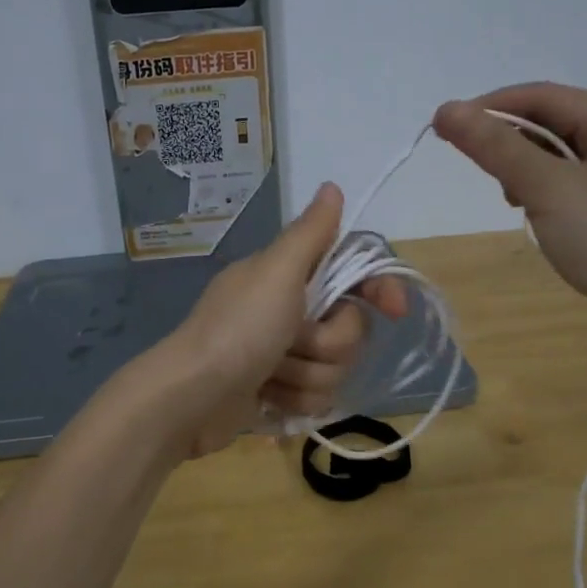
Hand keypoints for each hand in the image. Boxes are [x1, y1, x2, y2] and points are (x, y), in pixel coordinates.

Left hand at [149, 183, 405, 456]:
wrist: (191, 398)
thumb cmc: (238, 329)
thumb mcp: (276, 272)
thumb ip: (310, 233)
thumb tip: (332, 186)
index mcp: (291, 276)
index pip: (354, 274)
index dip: (379, 289)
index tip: (395, 310)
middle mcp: (290, 310)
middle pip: (350, 328)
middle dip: (327, 343)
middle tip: (292, 342)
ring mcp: (284, 353)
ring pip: (335, 368)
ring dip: (306, 376)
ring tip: (271, 375)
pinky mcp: (280, 392)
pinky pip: (317, 398)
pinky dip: (294, 401)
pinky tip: (267, 398)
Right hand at [434, 83, 586, 357]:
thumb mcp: (549, 190)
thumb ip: (497, 148)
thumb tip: (446, 110)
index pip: (544, 96)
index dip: (490, 107)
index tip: (445, 128)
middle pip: (554, 123)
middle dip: (509, 140)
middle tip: (473, 164)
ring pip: (561, 156)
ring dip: (526, 169)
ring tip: (511, 198)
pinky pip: (573, 185)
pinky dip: (545, 192)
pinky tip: (535, 215)